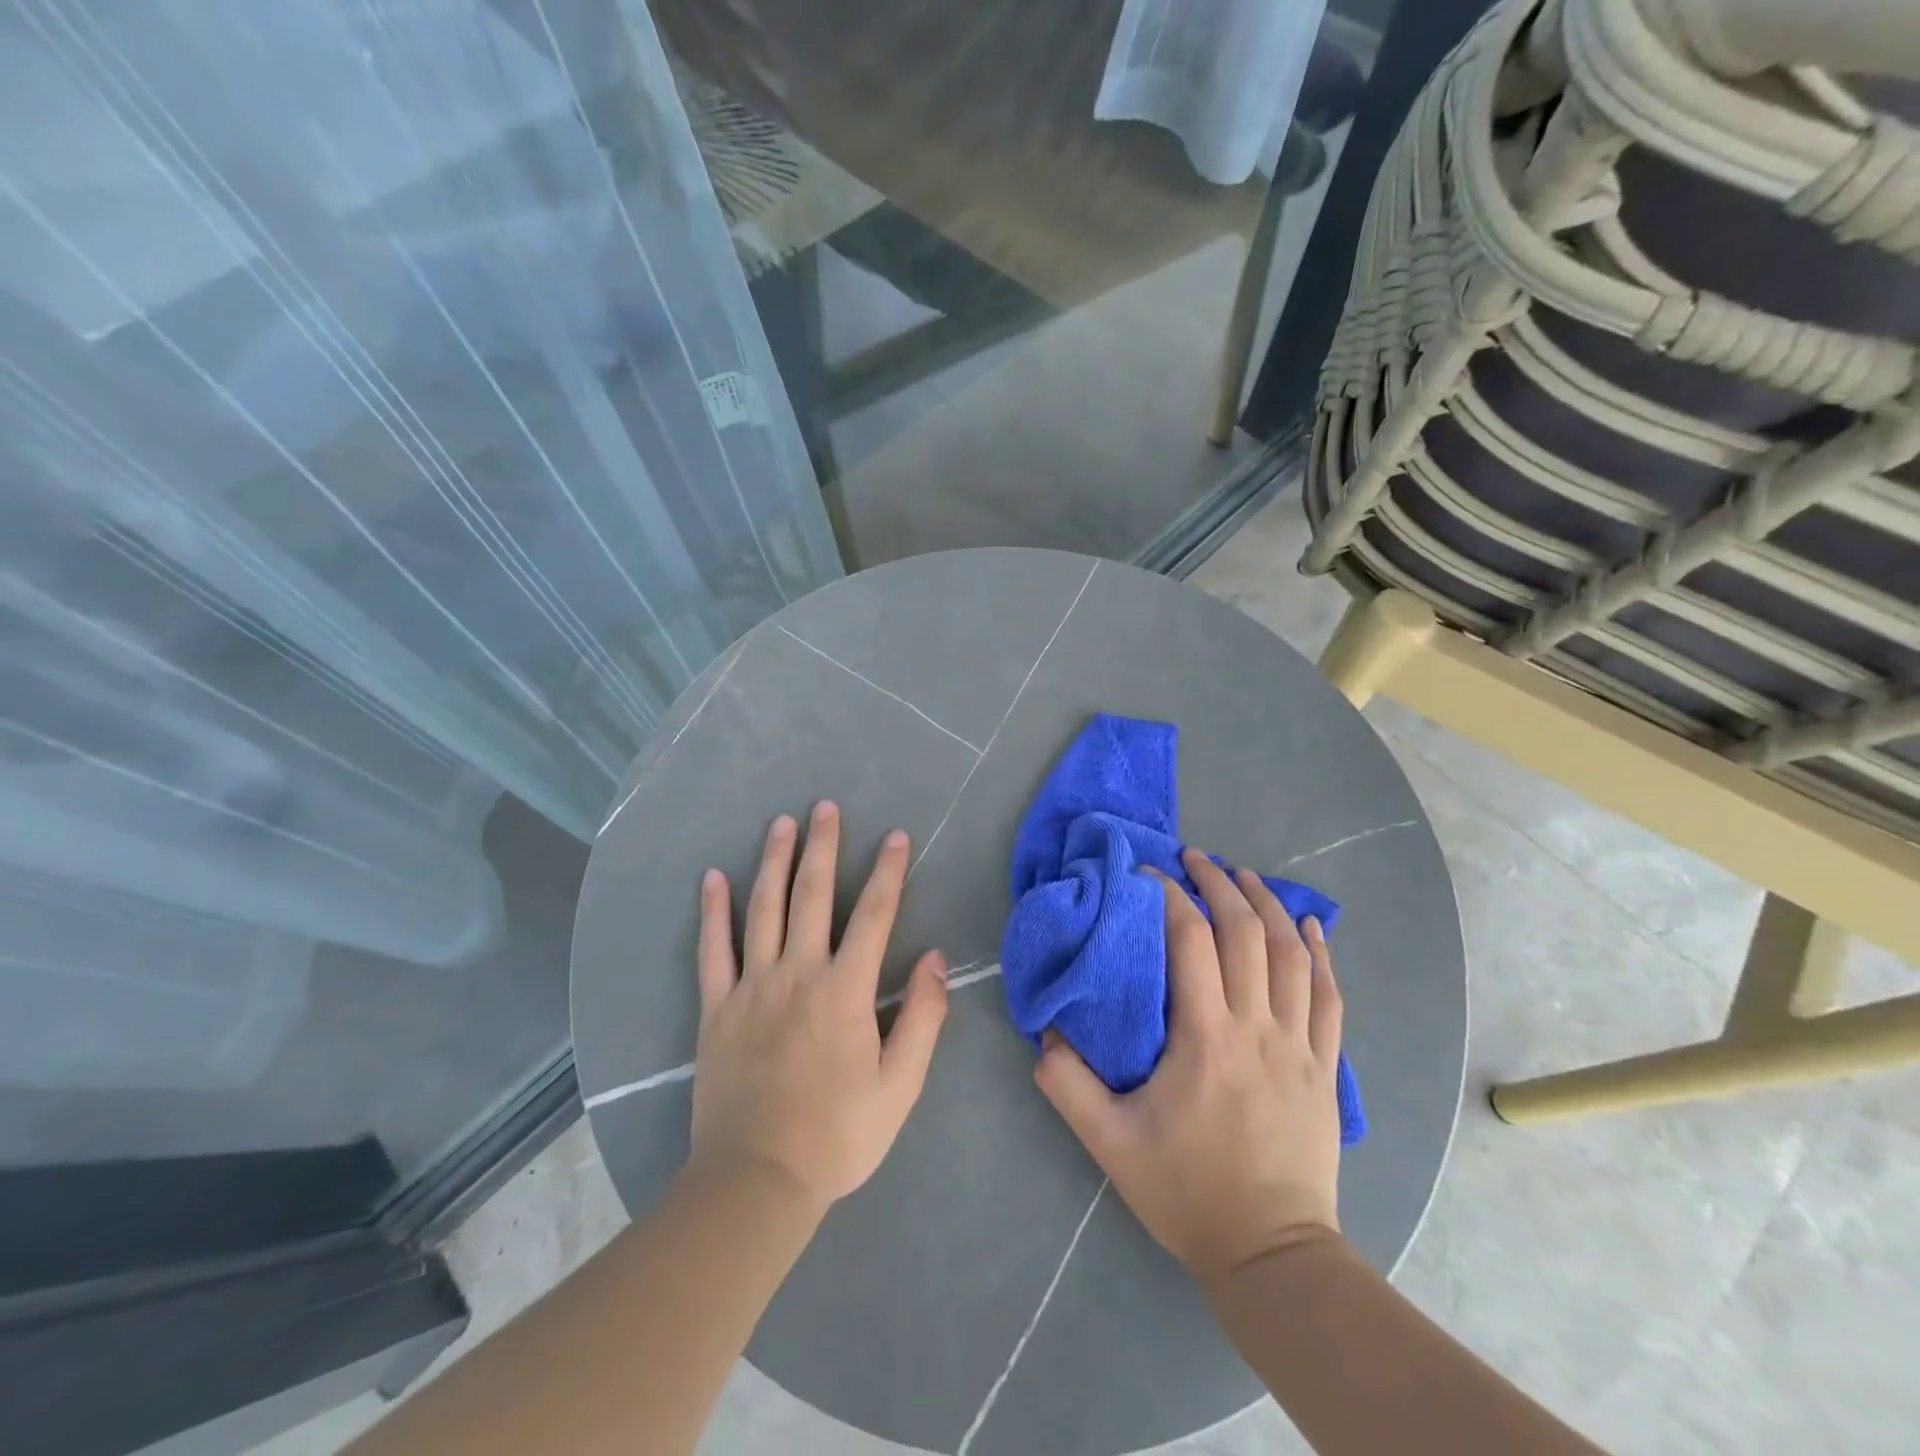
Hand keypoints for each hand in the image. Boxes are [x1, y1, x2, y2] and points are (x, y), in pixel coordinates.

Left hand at [688, 801, 949, 1215]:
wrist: (757, 1182)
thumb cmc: (838, 1135)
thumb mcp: (901, 1085)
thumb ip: (923, 1017)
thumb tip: (936, 958)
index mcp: (845, 991)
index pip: (874, 915)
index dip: (888, 872)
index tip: (896, 837)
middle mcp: (798, 974)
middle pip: (812, 896)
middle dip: (822, 847)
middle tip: (826, 807)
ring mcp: (751, 987)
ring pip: (763, 909)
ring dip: (773, 862)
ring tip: (781, 824)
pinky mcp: (717, 1008)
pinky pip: (713, 950)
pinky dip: (713, 911)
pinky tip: (713, 878)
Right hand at [1035, 846, 1342, 1282]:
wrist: (1271, 1253)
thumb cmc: (1187, 1192)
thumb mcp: (1110, 1143)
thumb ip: (1068, 1085)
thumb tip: (1045, 1033)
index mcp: (1206, 1039)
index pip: (1191, 942)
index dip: (1170, 897)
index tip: (1148, 875)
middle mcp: (1257, 1028)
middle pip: (1246, 933)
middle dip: (1219, 884)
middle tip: (1195, 857)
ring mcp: (1299, 1045)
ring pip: (1292, 954)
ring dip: (1268, 905)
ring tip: (1245, 876)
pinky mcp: (1325, 1066)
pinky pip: (1329, 994)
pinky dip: (1321, 953)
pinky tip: (1311, 925)